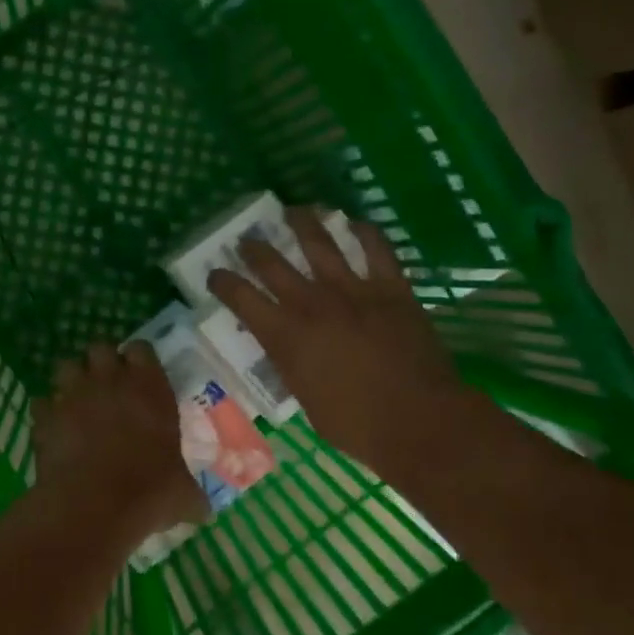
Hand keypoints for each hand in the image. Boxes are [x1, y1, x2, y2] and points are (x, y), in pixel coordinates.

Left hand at [33, 341, 207, 537]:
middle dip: (101, 362)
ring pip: (66, 366)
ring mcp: (73, 395)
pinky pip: (42, 403)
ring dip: (71, 380)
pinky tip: (54, 429)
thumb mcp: (183, 495)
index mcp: (149, 388)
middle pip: (99, 348)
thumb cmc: (149, 492)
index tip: (139, 375)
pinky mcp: (45, 416)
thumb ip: (190, 492)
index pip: (141, 349)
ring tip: (77, 401)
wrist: (94, 507)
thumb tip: (201, 508)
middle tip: (107, 386)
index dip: (138, 359)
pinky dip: (47, 413)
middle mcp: (110, 381)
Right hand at [206, 208, 472, 474]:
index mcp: (284, 335)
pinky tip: (355, 223)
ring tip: (294, 210)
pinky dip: (364, 232)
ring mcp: (353, 290)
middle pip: (272, 263)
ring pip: (320, 243)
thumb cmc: (355, 424)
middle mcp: (311, 303)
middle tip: (247, 240)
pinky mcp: (390, 288)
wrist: (418, 420)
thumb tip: (284, 347)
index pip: (240, 297)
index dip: (222, 282)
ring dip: (303, 223)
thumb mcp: (303, 398)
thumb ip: (290, 364)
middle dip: (253, 248)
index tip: (215, 275)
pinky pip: (376, 249)